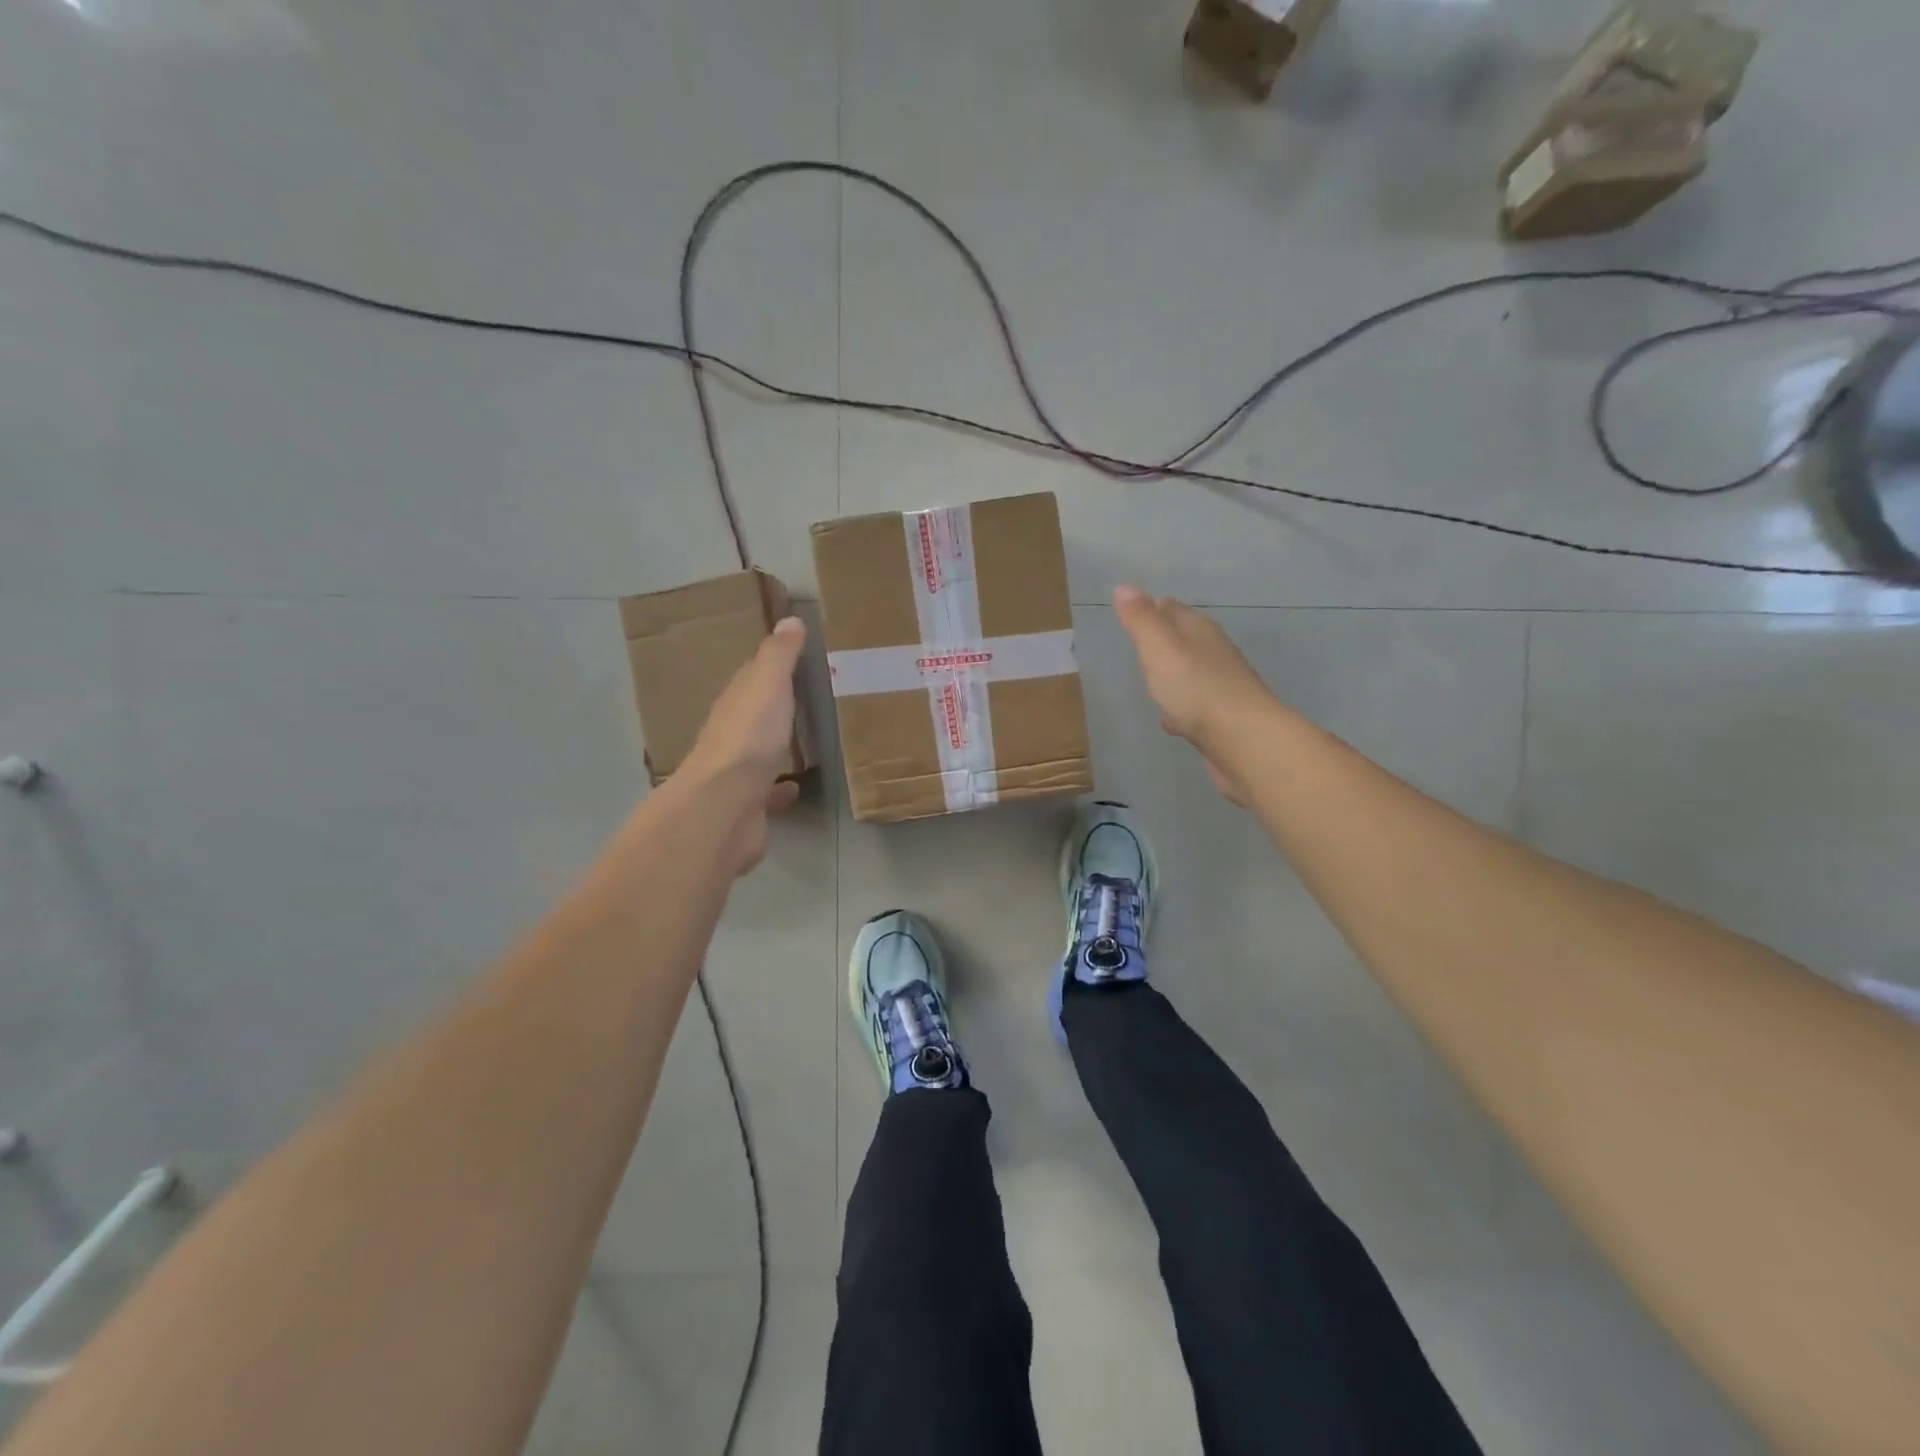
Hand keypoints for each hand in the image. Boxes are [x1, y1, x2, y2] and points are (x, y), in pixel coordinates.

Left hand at [680, 616, 806, 873]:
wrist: (725, 806)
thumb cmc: (749, 738)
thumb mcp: (767, 685)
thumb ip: (779, 656)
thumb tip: (789, 620)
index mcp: (734, 704)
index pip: (750, 678)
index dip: (770, 667)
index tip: (794, 658)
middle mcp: (731, 736)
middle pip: (753, 716)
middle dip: (772, 708)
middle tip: (803, 700)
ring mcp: (737, 774)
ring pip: (759, 754)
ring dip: (774, 747)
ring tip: (802, 743)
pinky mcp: (748, 806)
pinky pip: (768, 793)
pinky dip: (780, 789)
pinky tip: (796, 788)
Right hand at [1113, 585, 1272, 804]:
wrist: (1243, 740)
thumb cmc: (1196, 688)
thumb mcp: (1159, 648)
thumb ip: (1141, 620)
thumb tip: (1124, 585)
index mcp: (1199, 631)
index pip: (1171, 608)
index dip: (1150, 609)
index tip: (1130, 615)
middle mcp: (1214, 653)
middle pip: (1183, 640)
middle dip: (1161, 643)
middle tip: (1137, 648)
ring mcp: (1221, 687)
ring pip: (1190, 674)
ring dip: (1172, 676)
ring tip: (1151, 683)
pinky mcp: (1222, 719)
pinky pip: (1195, 707)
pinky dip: (1182, 709)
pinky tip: (1171, 721)